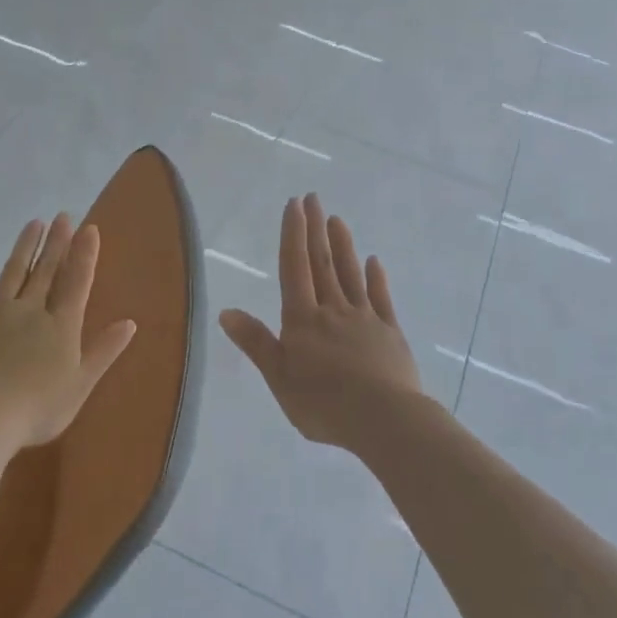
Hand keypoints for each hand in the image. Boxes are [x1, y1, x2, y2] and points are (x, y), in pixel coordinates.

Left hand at [0, 214, 136, 450]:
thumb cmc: (38, 408)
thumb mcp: (81, 384)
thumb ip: (104, 351)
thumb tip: (130, 323)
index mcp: (62, 326)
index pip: (77, 282)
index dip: (85, 254)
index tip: (89, 228)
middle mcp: (32, 310)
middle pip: (47, 270)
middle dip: (57, 242)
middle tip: (63, 216)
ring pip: (14, 271)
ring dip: (26, 246)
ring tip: (35, 223)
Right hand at [220, 194, 423, 450]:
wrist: (383, 419)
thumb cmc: (323, 404)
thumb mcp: (279, 378)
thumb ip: (256, 343)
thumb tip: (226, 311)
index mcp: (303, 320)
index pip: (295, 268)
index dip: (293, 235)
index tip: (293, 205)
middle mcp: (333, 310)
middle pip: (322, 263)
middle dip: (315, 229)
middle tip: (313, 198)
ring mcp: (365, 319)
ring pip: (350, 274)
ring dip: (342, 246)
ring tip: (337, 220)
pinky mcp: (390, 333)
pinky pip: (381, 298)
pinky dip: (376, 278)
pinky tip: (374, 261)